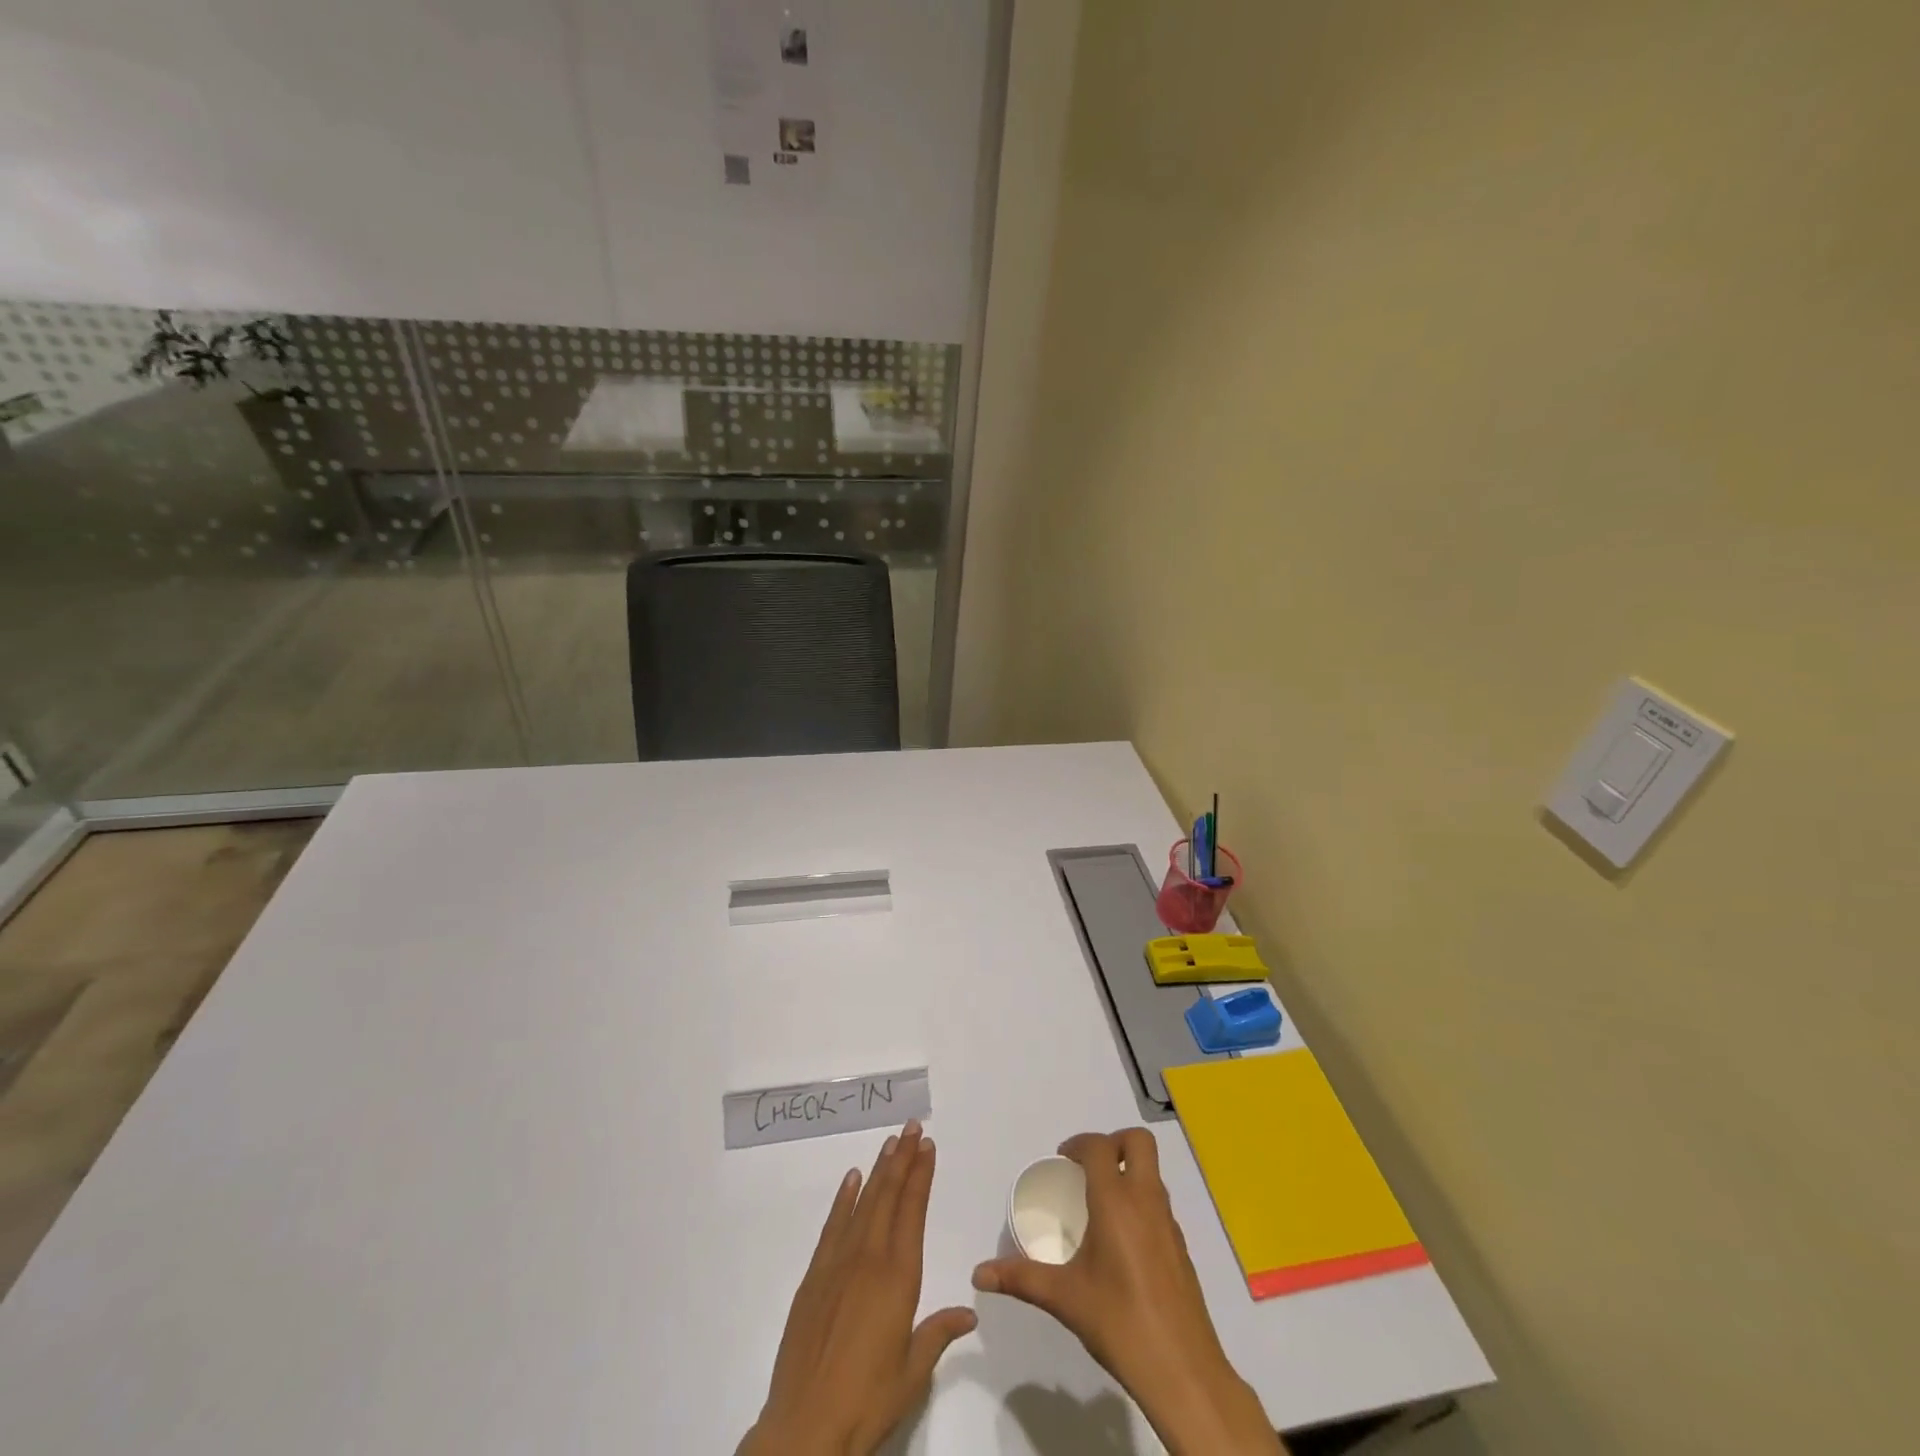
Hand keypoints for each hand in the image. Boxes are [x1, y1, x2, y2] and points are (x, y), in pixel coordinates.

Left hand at [738, 1120, 976, 1455]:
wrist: (805, 1427)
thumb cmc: (867, 1400)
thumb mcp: (912, 1373)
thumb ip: (938, 1333)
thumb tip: (969, 1310)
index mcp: (898, 1277)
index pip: (912, 1211)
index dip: (920, 1176)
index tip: (928, 1146)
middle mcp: (869, 1258)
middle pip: (887, 1196)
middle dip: (902, 1159)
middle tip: (912, 1128)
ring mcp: (837, 1264)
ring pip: (862, 1203)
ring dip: (877, 1171)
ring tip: (890, 1143)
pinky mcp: (814, 1277)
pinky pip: (832, 1226)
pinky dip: (843, 1199)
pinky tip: (851, 1180)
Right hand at [971, 1129, 1283, 1455]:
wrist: (1183, 1371)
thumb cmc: (1119, 1323)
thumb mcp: (1064, 1298)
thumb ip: (1021, 1278)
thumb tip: (980, 1274)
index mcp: (1116, 1201)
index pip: (1100, 1147)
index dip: (1079, 1144)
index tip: (1062, 1161)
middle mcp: (1146, 1200)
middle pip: (1138, 1142)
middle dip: (1113, 1143)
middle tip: (1088, 1168)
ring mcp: (1169, 1222)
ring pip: (1152, 1172)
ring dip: (1127, 1171)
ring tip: (1099, 1203)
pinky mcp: (1181, 1247)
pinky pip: (1159, 1203)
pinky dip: (1140, 1201)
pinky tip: (1121, 1241)